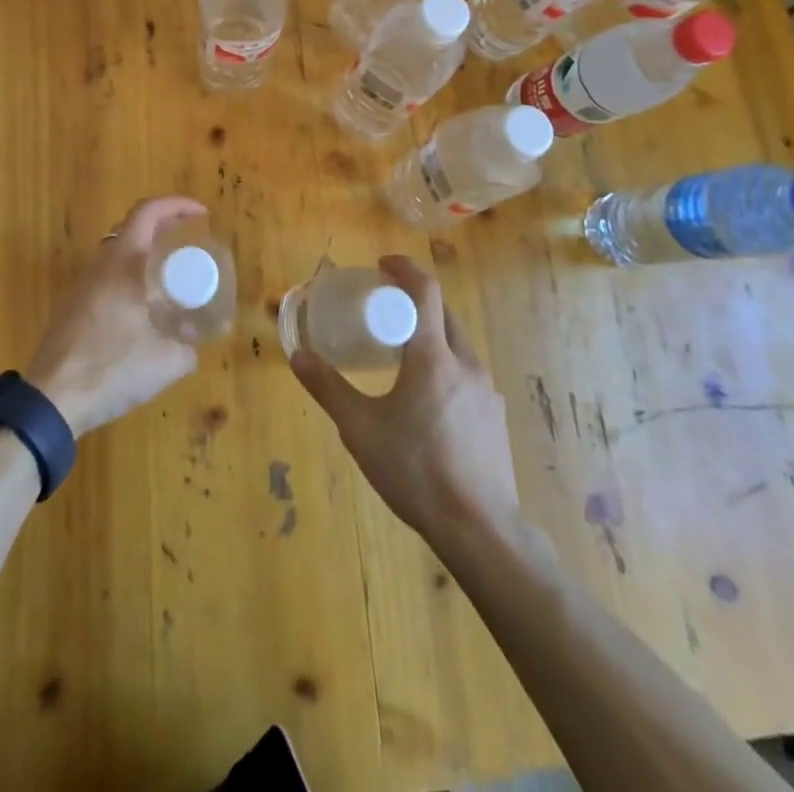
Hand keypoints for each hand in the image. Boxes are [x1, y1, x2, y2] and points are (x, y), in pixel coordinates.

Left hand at [25, 197, 205, 436]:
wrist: (51, 400)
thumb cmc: (111, 368)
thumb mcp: (166, 362)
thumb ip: (188, 348)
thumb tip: (193, 343)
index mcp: (122, 263)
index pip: (147, 212)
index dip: (177, 205)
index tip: (202, 214)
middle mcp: (99, 266)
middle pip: (131, 228)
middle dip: (163, 227)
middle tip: (189, 242)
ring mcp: (80, 287)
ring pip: (116, 254)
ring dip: (144, 255)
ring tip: (171, 277)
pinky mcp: (71, 309)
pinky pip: (106, 278)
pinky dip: (129, 278)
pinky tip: (143, 310)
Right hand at [291, 255, 520, 540]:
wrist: (481, 529)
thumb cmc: (415, 470)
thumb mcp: (360, 428)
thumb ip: (328, 388)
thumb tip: (298, 356)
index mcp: (433, 356)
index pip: (426, 290)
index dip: (405, 268)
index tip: (383, 264)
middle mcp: (465, 363)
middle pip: (444, 314)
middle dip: (416, 301)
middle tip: (386, 308)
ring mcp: (486, 391)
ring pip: (458, 345)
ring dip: (431, 335)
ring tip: (403, 355)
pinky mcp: (495, 417)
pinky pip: (467, 375)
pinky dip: (445, 367)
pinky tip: (427, 401)